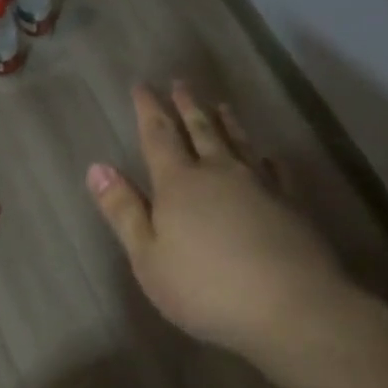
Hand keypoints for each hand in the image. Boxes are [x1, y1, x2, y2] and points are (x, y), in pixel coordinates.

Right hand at [88, 83, 357, 367]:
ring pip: (239, 143)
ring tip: (221, 104)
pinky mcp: (291, 204)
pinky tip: (269, 156)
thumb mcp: (148, 256)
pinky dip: (268, 158)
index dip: (149, 109)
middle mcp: (219, 172)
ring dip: (227, 122)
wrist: (290, 305)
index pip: (159, 136)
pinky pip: (277, 170)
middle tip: (181, 82)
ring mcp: (260, 185)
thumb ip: (123, 211)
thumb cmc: (205, 286)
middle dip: (187, 105)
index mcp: (179, 183)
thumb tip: (97, 167)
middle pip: (201, 130)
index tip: (142, 85)